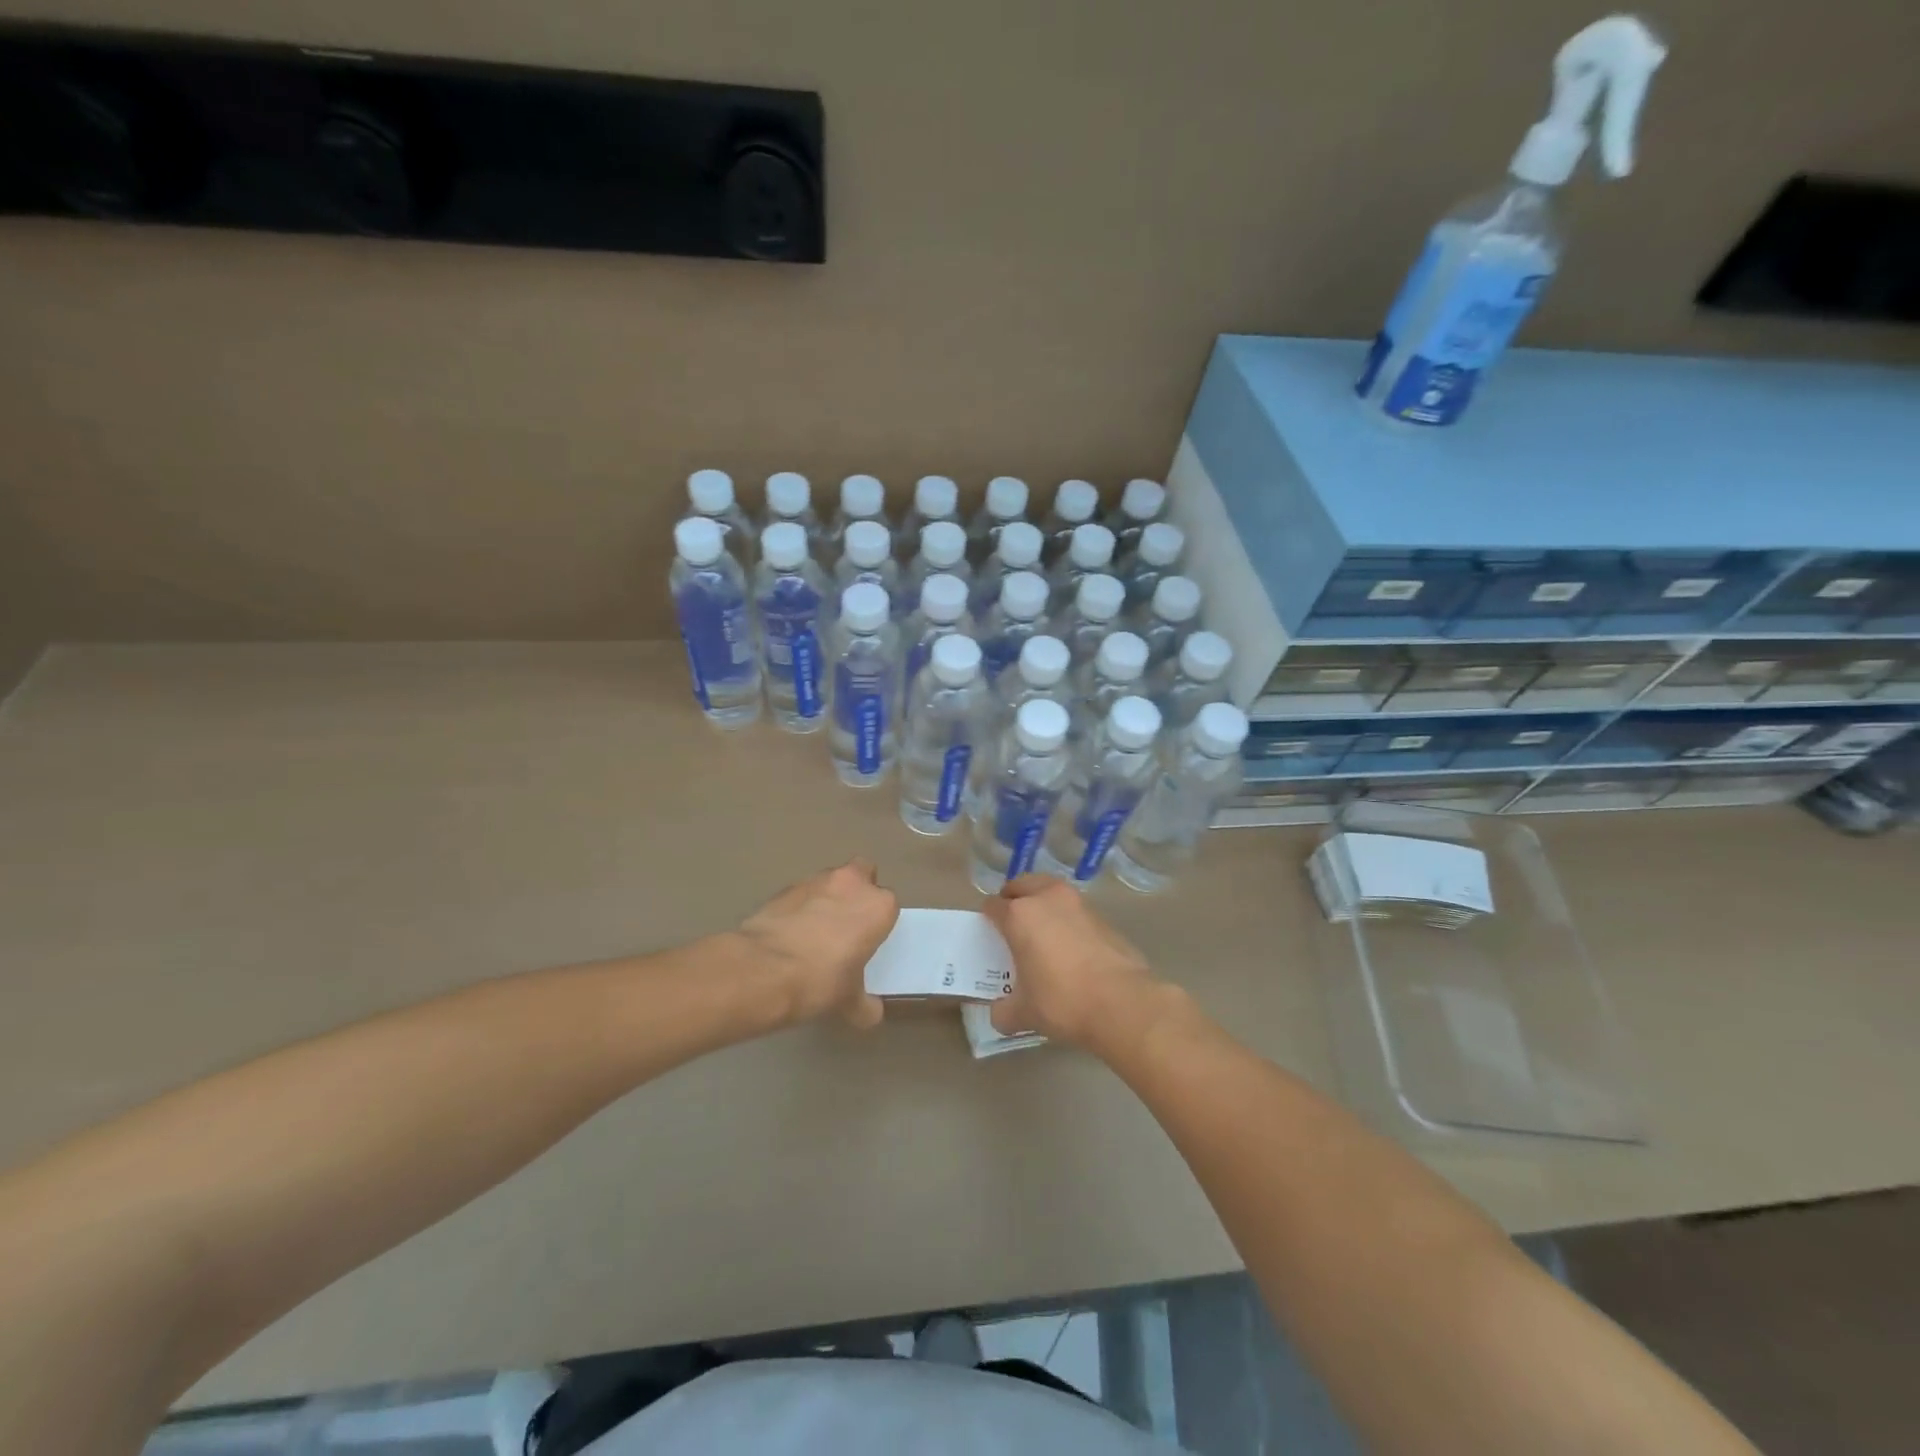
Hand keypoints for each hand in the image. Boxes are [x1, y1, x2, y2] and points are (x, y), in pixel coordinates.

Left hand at [737, 859, 898, 1028]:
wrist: (763, 970)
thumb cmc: (821, 981)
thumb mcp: (850, 1002)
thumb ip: (865, 1004)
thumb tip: (871, 1013)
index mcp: (878, 906)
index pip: (888, 905)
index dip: (877, 922)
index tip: (868, 941)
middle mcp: (851, 883)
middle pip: (862, 874)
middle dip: (856, 892)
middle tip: (847, 924)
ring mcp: (814, 881)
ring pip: (829, 881)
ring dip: (826, 898)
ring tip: (813, 933)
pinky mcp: (782, 889)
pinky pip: (799, 895)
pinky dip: (798, 909)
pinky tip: (789, 935)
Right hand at [983, 875, 1161, 1050]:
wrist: (1122, 1003)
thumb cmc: (1062, 1001)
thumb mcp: (1023, 1013)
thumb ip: (1003, 1010)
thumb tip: (1000, 1012)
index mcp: (1019, 914)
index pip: (993, 905)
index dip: (988, 919)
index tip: (990, 936)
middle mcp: (1047, 898)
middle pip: (1021, 885)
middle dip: (1014, 900)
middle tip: (1013, 926)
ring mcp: (1078, 903)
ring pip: (1050, 892)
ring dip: (1042, 904)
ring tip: (1042, 933)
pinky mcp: (1102, 916)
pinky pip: (1073, 910)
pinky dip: (1066, 919)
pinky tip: (1069, 947)